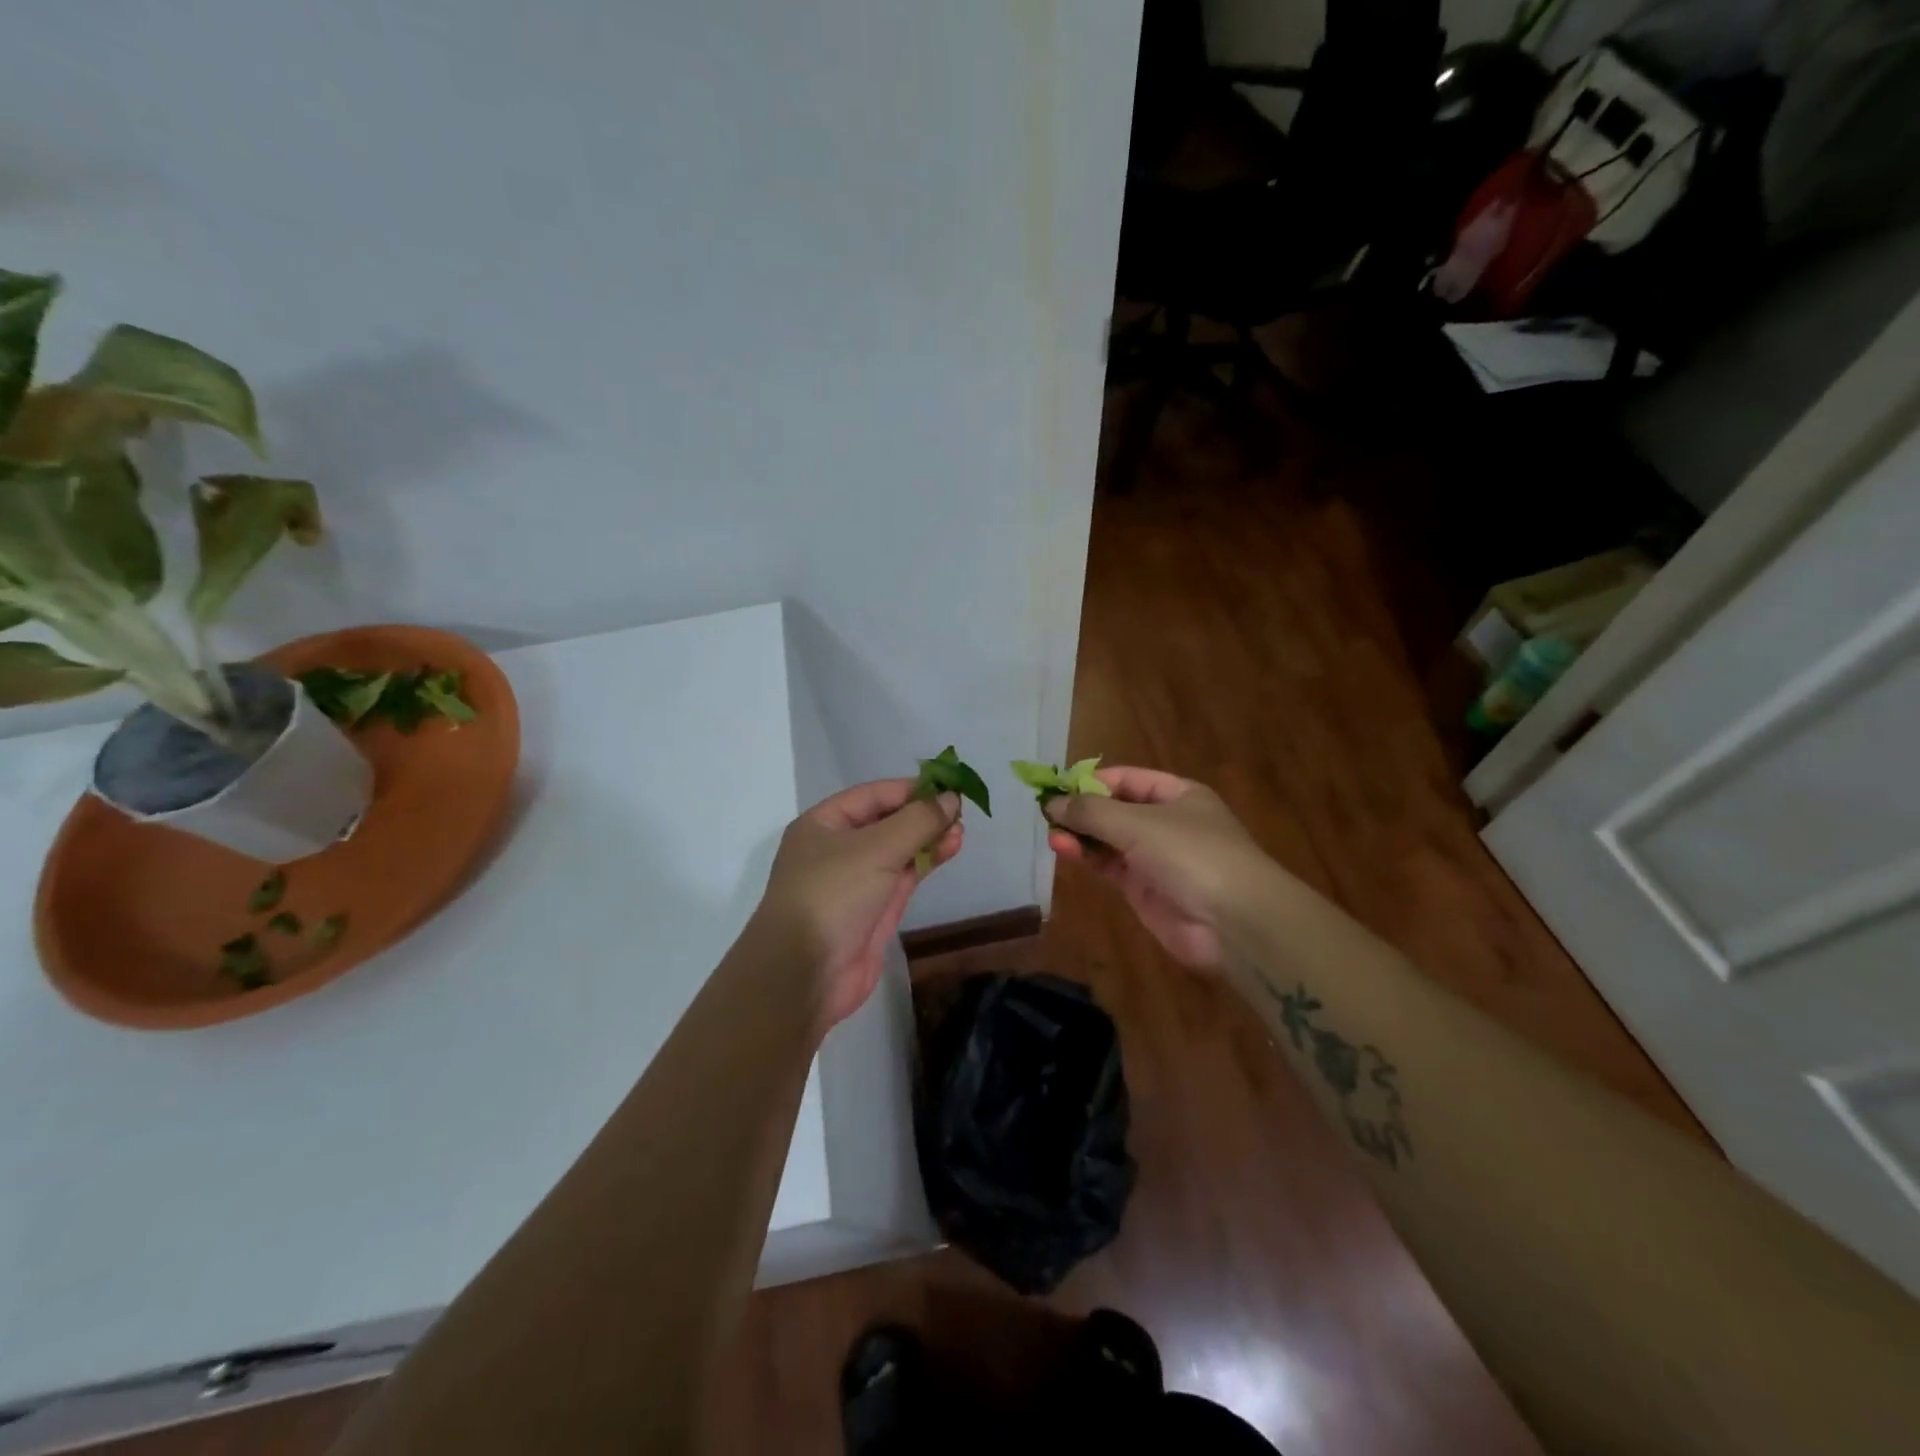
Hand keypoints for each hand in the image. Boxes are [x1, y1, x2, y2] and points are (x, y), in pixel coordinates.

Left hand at [752, 779, 962, 1031]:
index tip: (948, 788)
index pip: (872, 795)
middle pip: (886, 822)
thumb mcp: (876, 848)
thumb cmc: (832, 895)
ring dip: (928, 839)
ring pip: (897, 851)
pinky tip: (948, 850)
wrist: (805, 974)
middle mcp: (837, 849)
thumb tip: (951, 798)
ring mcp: (855, 881)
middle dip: (922, 816)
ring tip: (961, 833)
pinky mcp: (872, 911)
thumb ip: (917, 821)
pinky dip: (924, 863)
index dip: (910, 790)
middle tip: (960, 814)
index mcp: (823, 824)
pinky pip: (901, 878)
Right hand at [1045, 767, 1268, 969]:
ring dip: (1081, 836)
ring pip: (1109, 840)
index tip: (1057, 789)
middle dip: (1082, 811)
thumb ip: (1092, 812)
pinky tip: (1066, 852)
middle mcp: (1167, 822)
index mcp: (1177, 795)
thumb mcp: (1139, 823)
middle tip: (1047, 816)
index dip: (1092, 781)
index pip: (1127, 779)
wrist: (1235, 923)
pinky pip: (1110, 866)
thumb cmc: (1192, 855)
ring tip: (1052, 837)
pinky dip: (1089, 858)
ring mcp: (1156, 858)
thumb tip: (1052, 802)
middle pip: (1115, 809)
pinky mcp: (1145, 890)